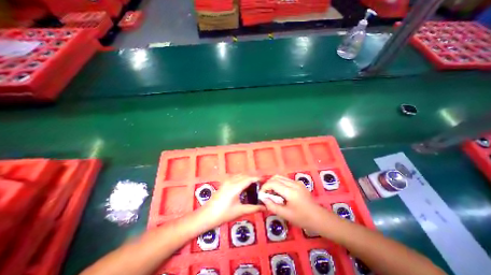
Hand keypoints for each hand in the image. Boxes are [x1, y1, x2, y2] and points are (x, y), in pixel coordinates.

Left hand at [202, 176, 266, 227]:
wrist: (206, 215)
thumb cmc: (223, 214)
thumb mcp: (240, 211)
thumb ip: (253, 208)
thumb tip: (265, 207)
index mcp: (235, 186)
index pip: (249, 178)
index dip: (258, 178)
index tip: (265, 181)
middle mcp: (231, 181)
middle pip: (245, 175)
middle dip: (253, 178)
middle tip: (261, 184)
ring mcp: (227, 181)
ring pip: (240, 175)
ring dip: (247, 177)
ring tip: (254, 184)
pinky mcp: (224, 183)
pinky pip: (235, 177)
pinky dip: (242, 178)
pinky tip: (244, 186)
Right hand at [260, 175, 328, 230]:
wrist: (319, 218)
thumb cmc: (302, 218)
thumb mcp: (285, 215)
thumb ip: (272, 206)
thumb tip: (263, 198)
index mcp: (290, 191)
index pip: (273, 183)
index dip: (265, 187)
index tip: (261, 194)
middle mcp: (293, 183)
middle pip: (276, 177)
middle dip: (268, 184)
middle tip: (266, 193)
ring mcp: (297, 182)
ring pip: (280, 177)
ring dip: (274, 183)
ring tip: (272, 193)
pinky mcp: (299, 183)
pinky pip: (285, 180)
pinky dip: (279, 183)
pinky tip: (280, 192)